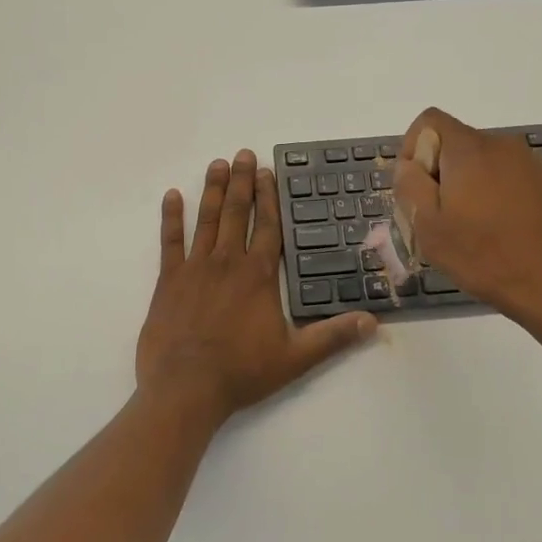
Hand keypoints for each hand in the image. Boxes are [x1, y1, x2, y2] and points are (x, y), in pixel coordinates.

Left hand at [137, 150, 376, 421]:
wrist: (186, 388)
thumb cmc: (242, 372)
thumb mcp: (295, 358)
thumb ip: (333, 337)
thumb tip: (374, 322)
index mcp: (258, 275)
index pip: (268, 227)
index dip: (269, 197)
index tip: (267, 172)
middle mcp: (228, 262)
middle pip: (237, 213)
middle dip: (241, 182)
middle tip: (243, 154)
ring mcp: (195, 268)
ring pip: (206, 219)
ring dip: (213, 190)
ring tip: (217, 164)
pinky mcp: (168, 280)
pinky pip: (169, 241)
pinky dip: (171, 218)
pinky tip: (172, 195)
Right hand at [392, 108, 541, 322]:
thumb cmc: (485, 256)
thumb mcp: (428, 226)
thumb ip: (409, 185)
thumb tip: (409, 164)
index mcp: (469, 148)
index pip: (428, 121)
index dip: (412, 150)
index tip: (416, 191)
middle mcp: (499, 144)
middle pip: (453, 143)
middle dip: (437, 174)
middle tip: (438, 219)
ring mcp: (526, 163)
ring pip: (477, 163)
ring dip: (463, 187)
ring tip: (467, 230)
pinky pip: (501, 177)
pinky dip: (489, 196)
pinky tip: (495, 232)